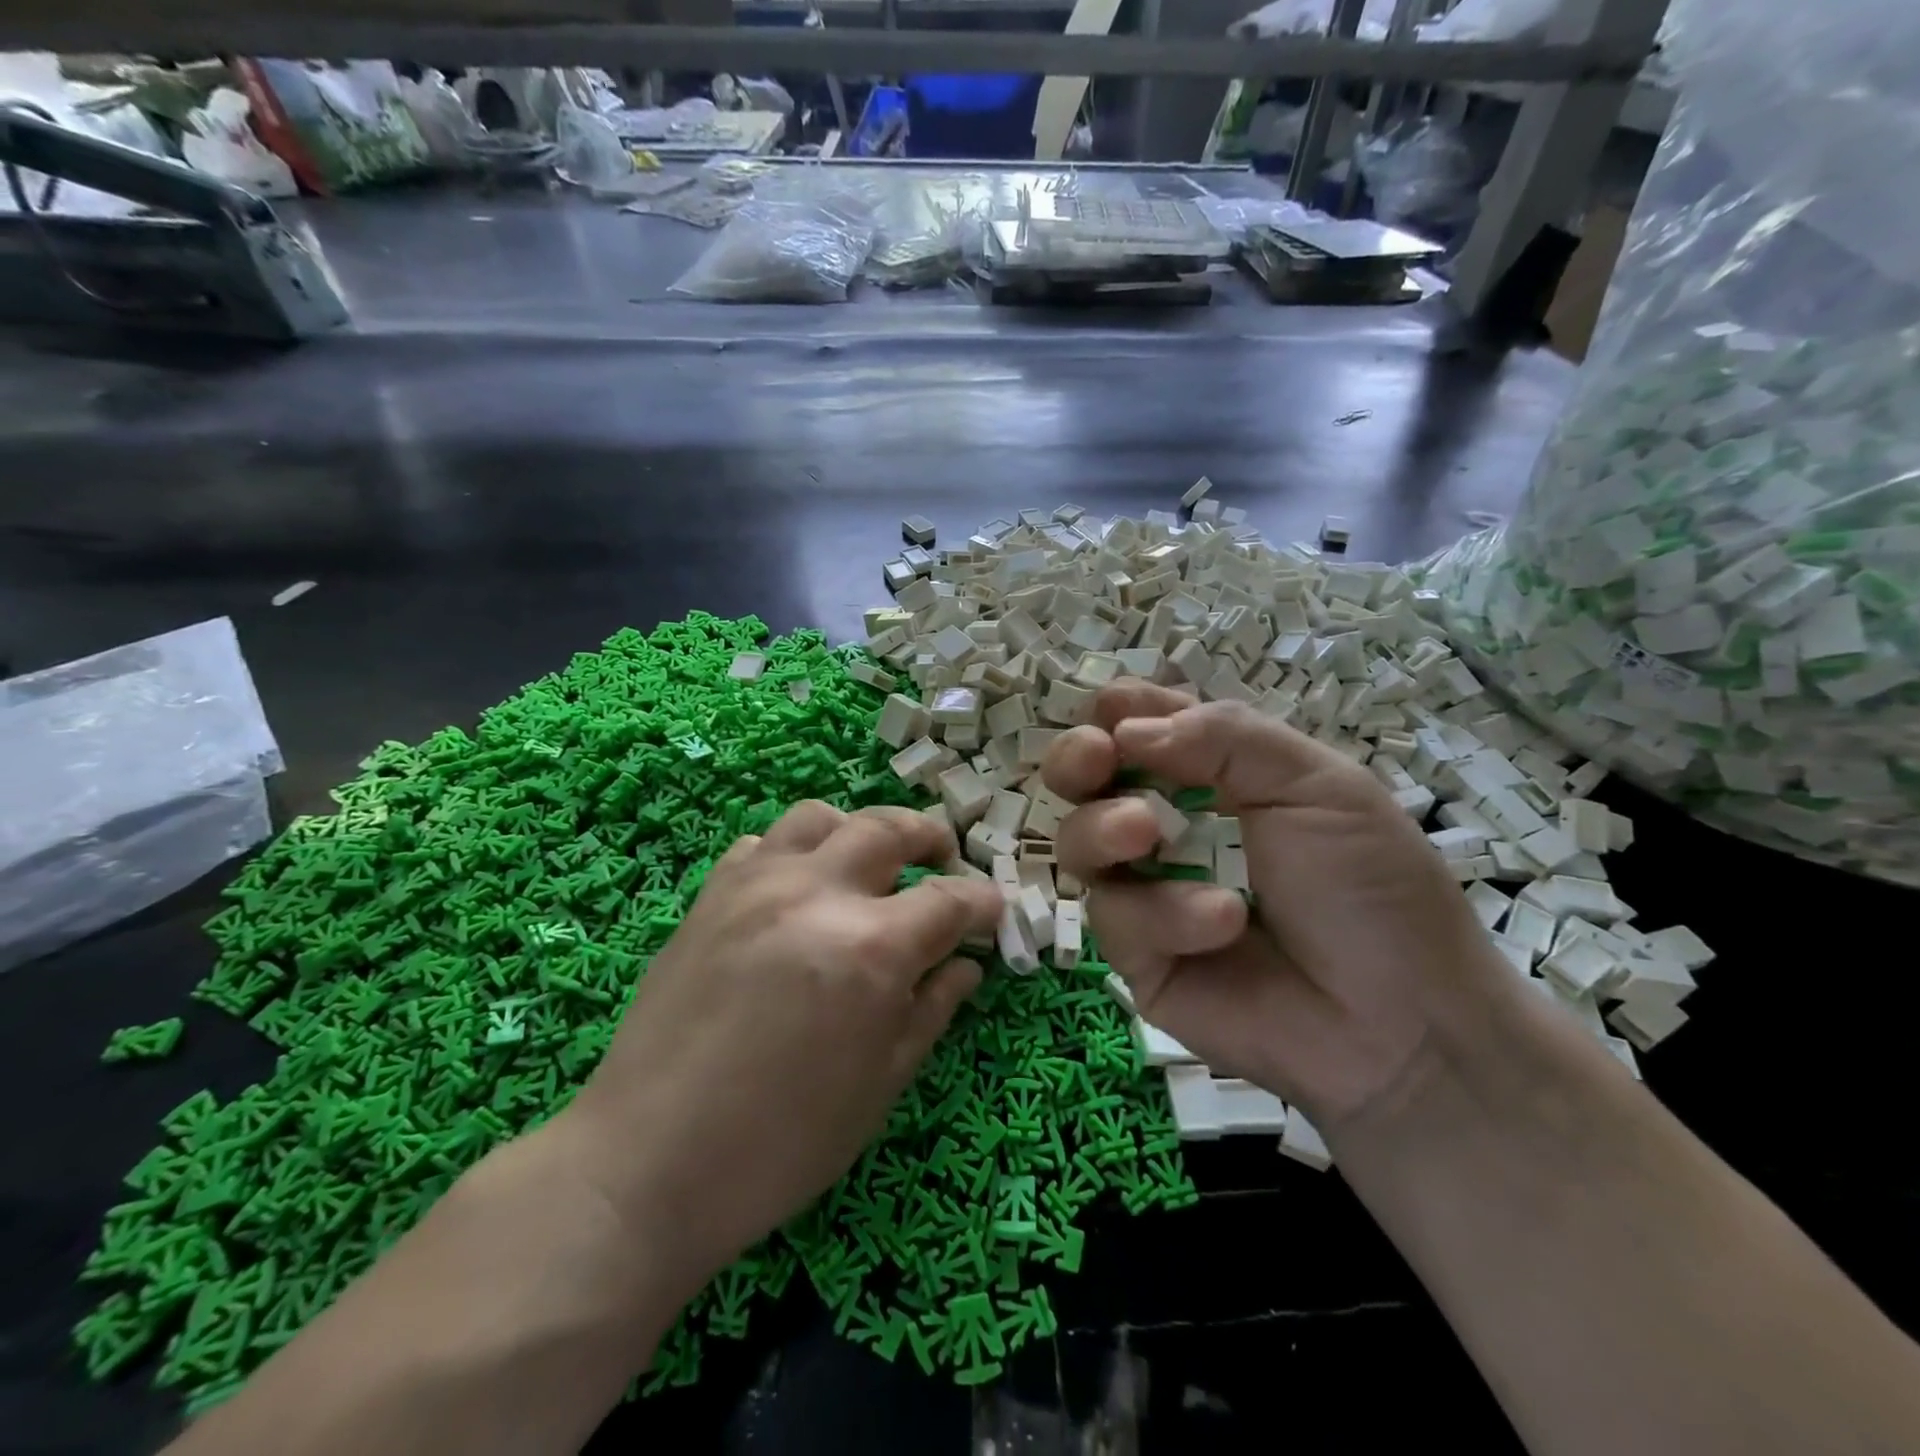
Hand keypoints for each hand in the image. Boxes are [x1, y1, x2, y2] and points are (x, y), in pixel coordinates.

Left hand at [558, 802, 1001, 1293]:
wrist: (648, 1162)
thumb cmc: (781, 1143)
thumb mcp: (880, 1085)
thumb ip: (931, 1010)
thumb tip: (966, 966)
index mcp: (871, 947)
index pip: (949, 899)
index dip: (982, 902)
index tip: (993, 910)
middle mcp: (817, 894)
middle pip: (889, 829)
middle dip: (930, 837)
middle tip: (944, 859)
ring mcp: (756, 886)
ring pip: (821, 817)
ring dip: (859, 830)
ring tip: (869, 862)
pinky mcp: (711, 895)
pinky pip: (762, 844)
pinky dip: (794, 851)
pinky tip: (798, 888)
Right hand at [1044, 682, 1517, 1135]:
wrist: (1399, 1025)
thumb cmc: (1371, 889)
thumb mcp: (1320, 786)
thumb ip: (1226, 737)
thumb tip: (1125, 728)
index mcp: (1215, 777)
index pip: (1144, 728)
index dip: (1120, 712)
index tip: (1112, 711)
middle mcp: (1169, 827)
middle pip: (1088, 780)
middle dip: (1075, 759)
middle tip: (1094, 758)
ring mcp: (1148, 891)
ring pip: (1079, 843)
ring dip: (1102, 828)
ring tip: (1142, 834)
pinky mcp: (1138, 955)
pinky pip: (1115, 917)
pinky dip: (1164, 913)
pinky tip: (1222, 923)